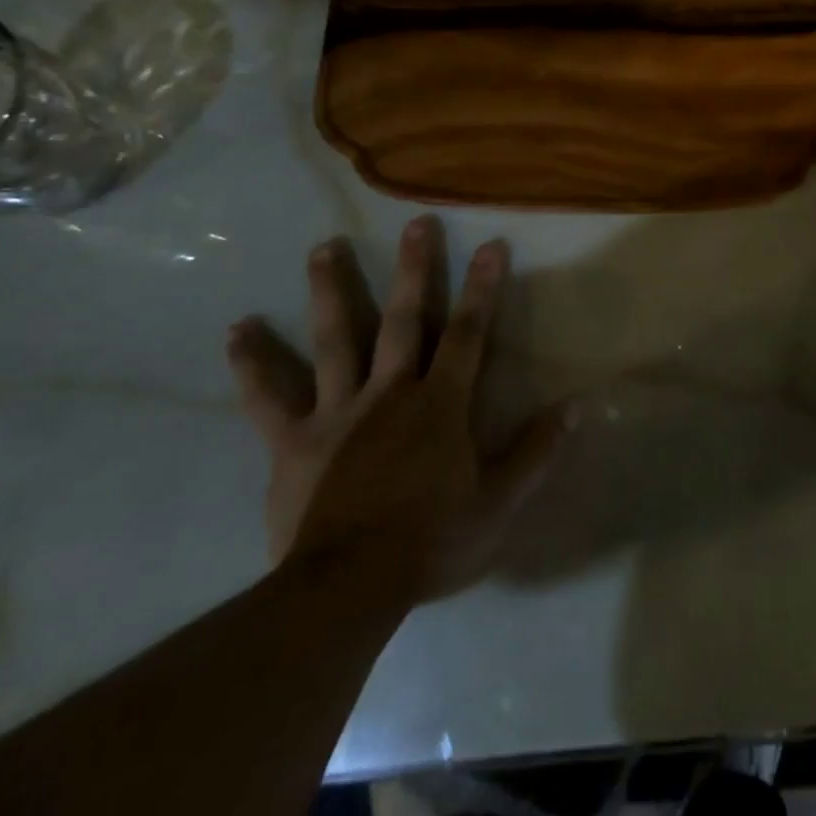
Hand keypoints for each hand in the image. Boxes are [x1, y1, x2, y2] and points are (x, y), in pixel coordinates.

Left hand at [225, 219, 571, 604]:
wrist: (347, 591)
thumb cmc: (431, 543)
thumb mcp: (499, 504)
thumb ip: (538, 452)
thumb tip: (578, 405)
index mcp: (439, 404)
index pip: (468, 334)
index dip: (482, 288)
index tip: (490, 244)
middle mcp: (389, 392)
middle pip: (402, 320)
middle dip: (413, 269)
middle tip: (415, 223)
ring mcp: (337, 412)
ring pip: (334, 340)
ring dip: (331, 290)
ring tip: (323, 246)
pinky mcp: (293, 441)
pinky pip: (267, 397)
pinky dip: (253, 363)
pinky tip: (238, 329)